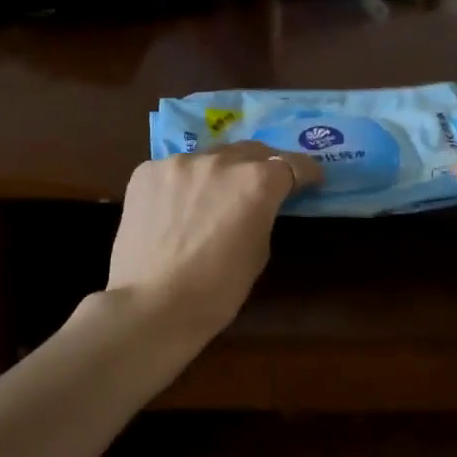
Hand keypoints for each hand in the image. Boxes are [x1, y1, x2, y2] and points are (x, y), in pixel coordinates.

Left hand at [106, 142, 322, 339]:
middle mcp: (221, 161)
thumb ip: (263, 214)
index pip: (292, 164)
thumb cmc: (217, 290)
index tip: (309, 180)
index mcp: (257, 182)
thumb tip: (257, 204)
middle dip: (261, 166)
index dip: (305, 172)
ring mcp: (179, 162)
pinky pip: (174, 170)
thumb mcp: (259, 251)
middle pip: (251, 151)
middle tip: (261, 185)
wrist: (152, 305)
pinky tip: (175, 209)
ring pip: (210, 158)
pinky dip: (182, 184)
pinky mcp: (146, 171)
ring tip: (212, 198)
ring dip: (219, 173)